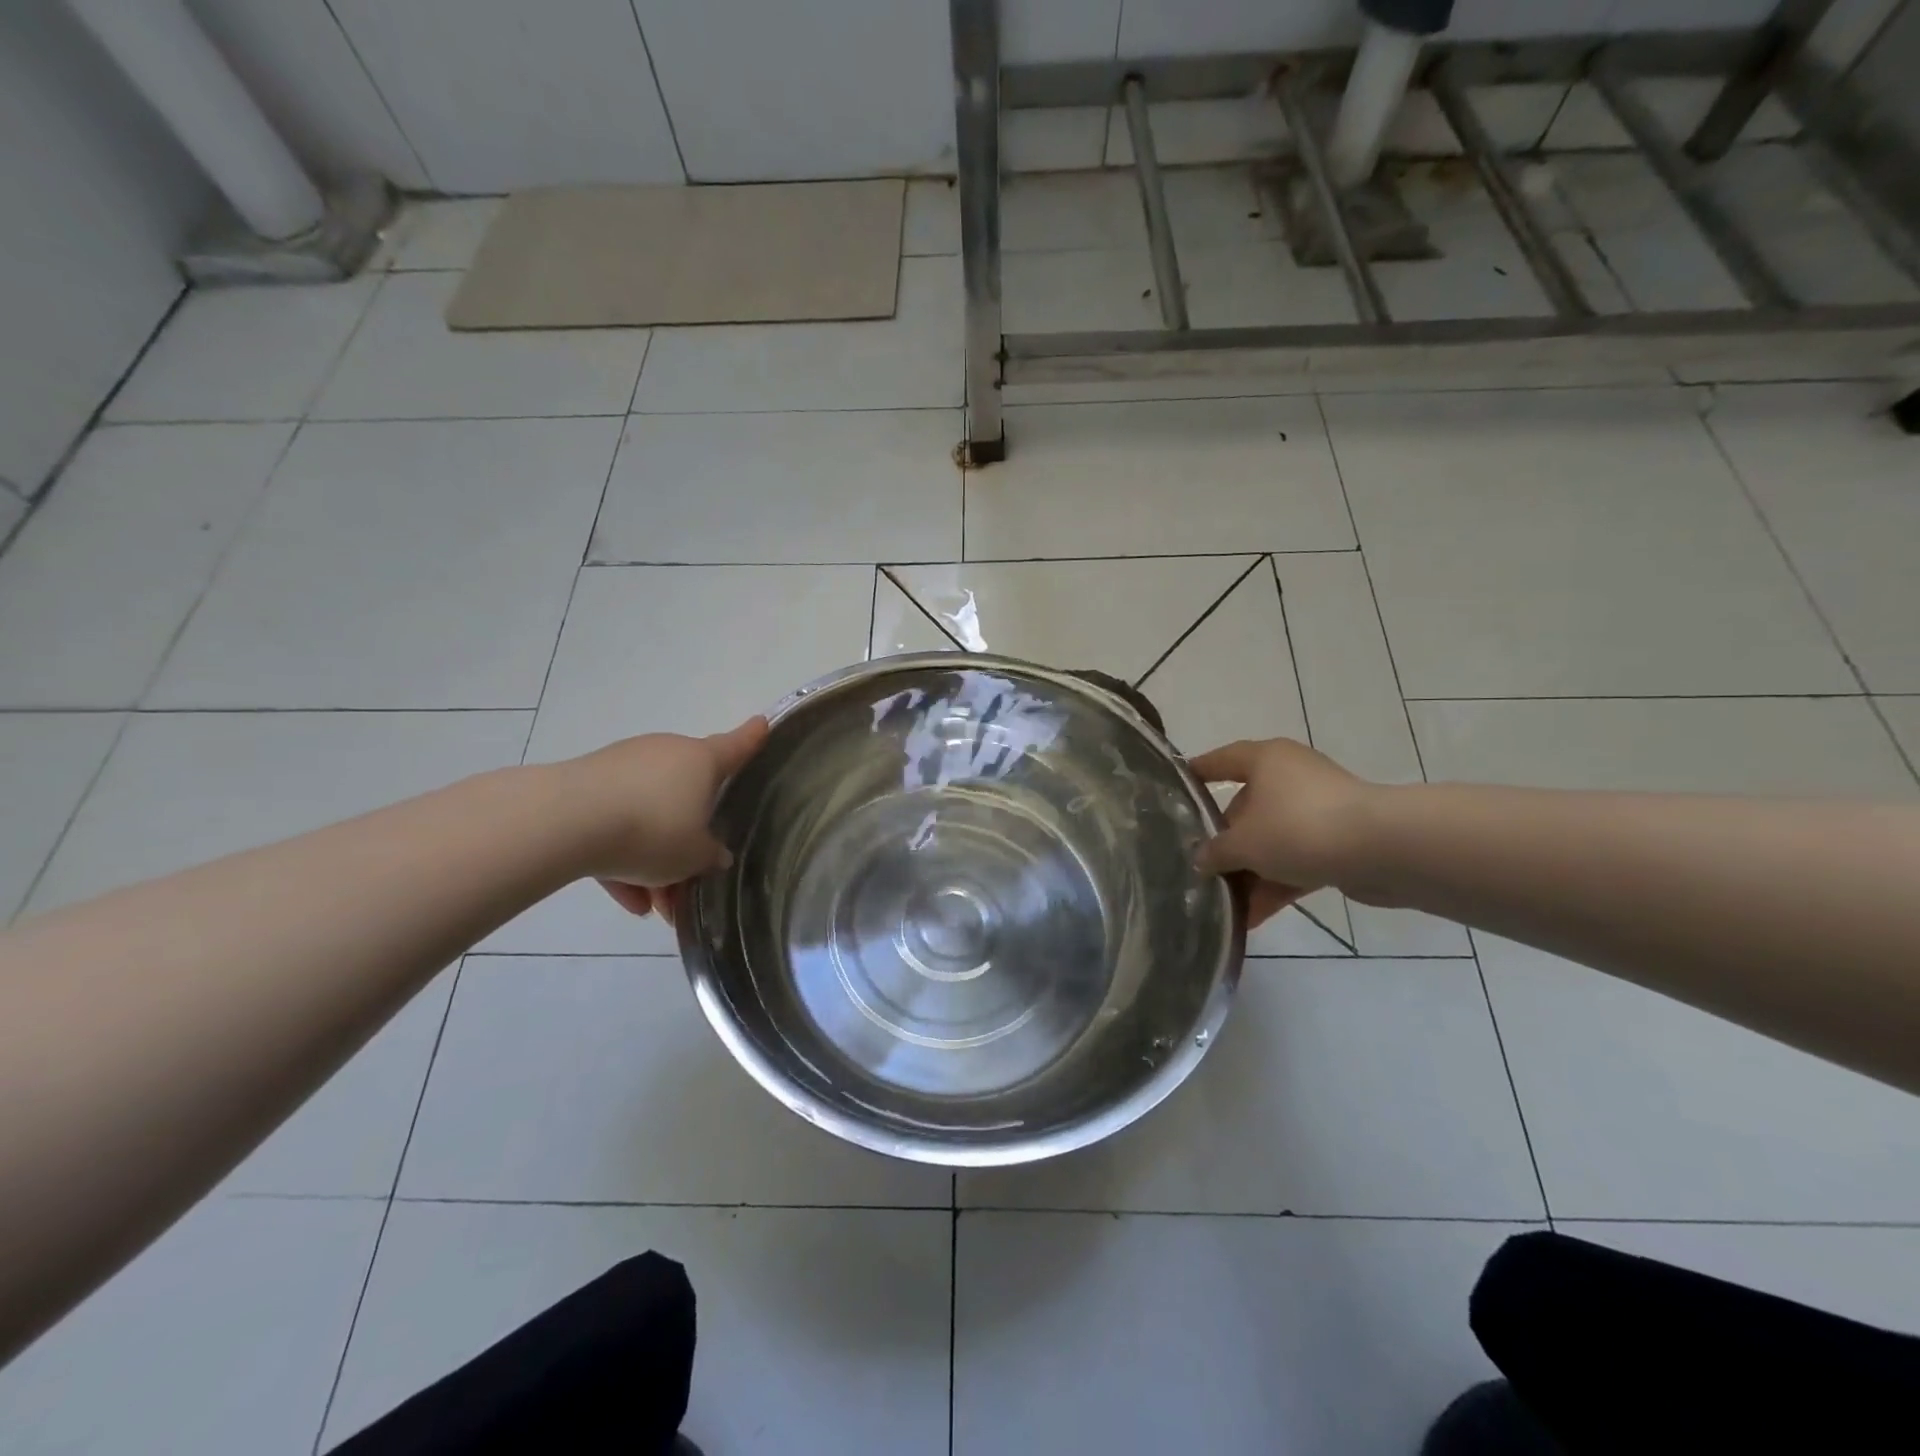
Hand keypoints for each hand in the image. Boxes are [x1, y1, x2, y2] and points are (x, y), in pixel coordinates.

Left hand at [556, 717, 768, 922]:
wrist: (568, 821)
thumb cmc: (653, 830)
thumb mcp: (694, 856)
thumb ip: (710, 855)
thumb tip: (714, 854)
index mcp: (701, 761)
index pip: (736, 746)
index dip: (753, 738)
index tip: (762, 722)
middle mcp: (666, 754)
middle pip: (687, 796)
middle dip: (687, 839)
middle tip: (687, 880)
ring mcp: (624, 766)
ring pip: (648, 815)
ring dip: (652, 859)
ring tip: (650, 905)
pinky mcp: (587, 785)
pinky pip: (616, 824)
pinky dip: (622, 858)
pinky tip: (626, 900)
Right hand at [1189, 738, 1376, 926]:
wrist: (1383, 850)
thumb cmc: (1298, 827)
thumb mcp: (1243, 843)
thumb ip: (1215, 852)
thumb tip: (1200, 860)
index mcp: (1265, 761)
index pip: (1221, 760)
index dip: (1197, 772)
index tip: (1175, 788)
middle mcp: (1290, 778)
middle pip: (1245, 807)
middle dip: (1223, 842)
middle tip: (1199, 867)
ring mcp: (1317, 810)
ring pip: (1271, 839)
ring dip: (1249, 872)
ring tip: (1222, 903)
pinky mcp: (1338, 841)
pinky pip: (1296, 861)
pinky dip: (1275, 884)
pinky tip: (1252, 918)